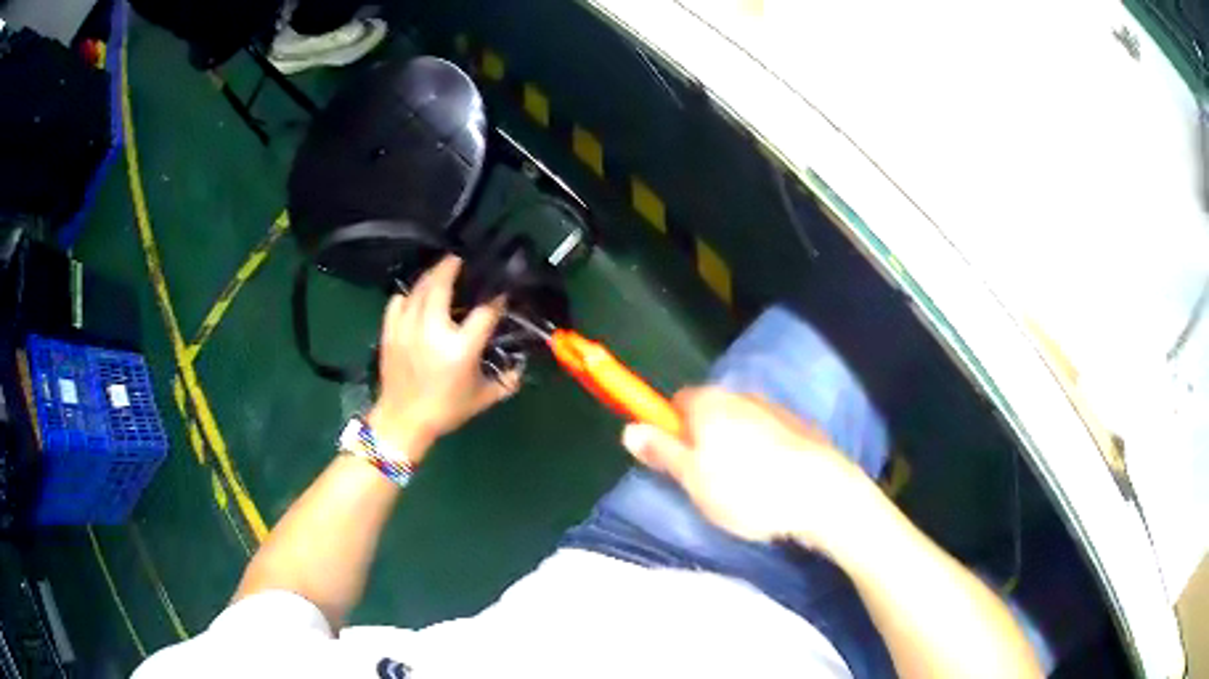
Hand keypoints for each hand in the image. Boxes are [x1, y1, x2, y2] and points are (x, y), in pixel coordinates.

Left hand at [367, 256, 519, 460]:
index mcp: (460, 349)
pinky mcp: (390, 332)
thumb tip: (521, 367)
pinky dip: (407, 294)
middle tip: (461, 257)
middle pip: (441, 284)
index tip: (501, 294)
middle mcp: (433, 332)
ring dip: (431, 274)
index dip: (496, 299)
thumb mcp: (482, 399)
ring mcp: (407, 329)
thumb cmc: (445, 411)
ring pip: (418, 288)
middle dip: (452, 265)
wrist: (402, 422)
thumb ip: (506, 381)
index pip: (484, 312)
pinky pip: (397, 301)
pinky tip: (414, 295)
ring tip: (440, 269)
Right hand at [621, 387, 883, 552]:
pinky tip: (772, 482)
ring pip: (741, 424)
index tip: (676, 459)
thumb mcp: (693, 479)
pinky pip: (769, 434)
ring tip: (743, 488)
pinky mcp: (801, 427)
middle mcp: (742, 396)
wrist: (823, 494)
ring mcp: (775, 409)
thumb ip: (661, 452)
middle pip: (710, 412)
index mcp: (710, 404)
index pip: (676, 401)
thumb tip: (629, 429)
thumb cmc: (748, 490)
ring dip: (735, 446)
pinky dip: (764, 452)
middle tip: (706, 480)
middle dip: (703, 439)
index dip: (670, 428)